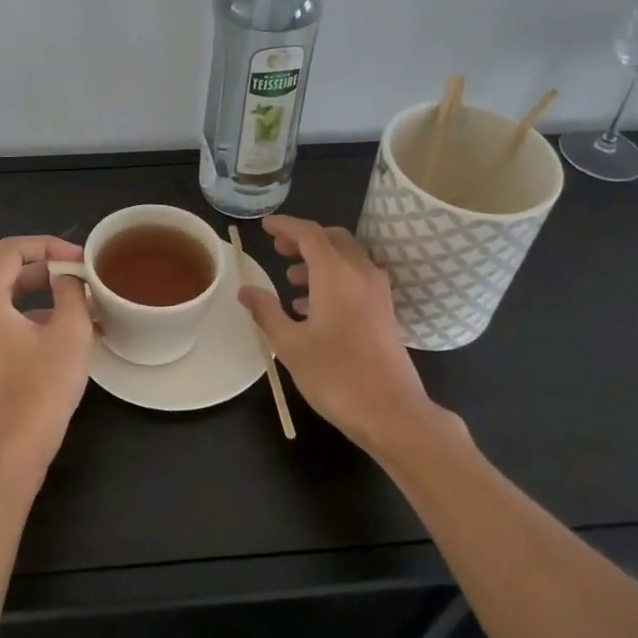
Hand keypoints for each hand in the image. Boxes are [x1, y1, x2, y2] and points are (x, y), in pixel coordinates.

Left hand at [0, 236, 93, 470]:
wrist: (12, 453)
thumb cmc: (42, 387)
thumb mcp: (70, 331)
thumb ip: (70, 291)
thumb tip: (67, 278)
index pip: (12, 250)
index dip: (49, 245)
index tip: (79, 260)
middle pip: (7, 276)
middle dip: (48, 274)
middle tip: (83, 283)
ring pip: (5, 306)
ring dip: (42, 303)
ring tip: (81, 315)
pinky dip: (28, 326)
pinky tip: (60, 342)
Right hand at [238, 215, 440, 453]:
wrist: (391, 411)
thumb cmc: (335, 376)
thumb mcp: (290, 345)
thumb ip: (267, 312)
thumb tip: (246, 290)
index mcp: (336, 274)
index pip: (309, 233)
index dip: (286, 226)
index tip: (265, 226)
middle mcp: (361, 273)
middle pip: (333, 239)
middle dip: (304, 239)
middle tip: (279, 249)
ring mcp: (378, 292)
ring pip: (347, 258)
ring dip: (319, 260)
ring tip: (291, 280)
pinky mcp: (385, 310)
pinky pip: (357, 278)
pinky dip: (334, 278)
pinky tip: (313, 307)